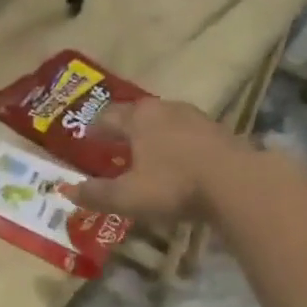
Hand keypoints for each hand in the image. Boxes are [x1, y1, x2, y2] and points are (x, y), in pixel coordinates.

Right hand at [63, 100, 249, 227]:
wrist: (239, 183)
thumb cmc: (174, 185)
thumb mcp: (128, 197)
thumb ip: (96, 194)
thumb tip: (67, 191)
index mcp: (138, 118)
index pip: (107, 116)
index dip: (94, 128)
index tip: (86, 138)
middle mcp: (165, 109)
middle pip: (137, 113)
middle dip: (124, 127)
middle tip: (115, 143)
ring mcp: (195, 117)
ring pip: (165, 121)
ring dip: (153, 134)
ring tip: (147, 151)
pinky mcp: (220, 131)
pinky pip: (188, 133)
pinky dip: (177, 143)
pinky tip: (179, 160)